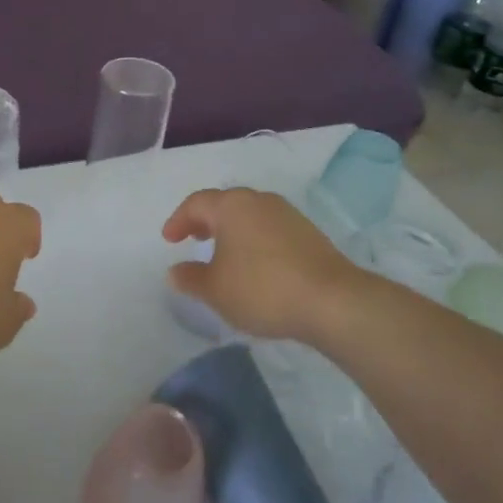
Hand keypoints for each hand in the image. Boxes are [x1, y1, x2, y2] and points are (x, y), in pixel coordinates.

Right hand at [161, 187, 365, 343]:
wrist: (332, 301)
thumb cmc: (262, 289)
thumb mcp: (215, 290)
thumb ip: (190, 278)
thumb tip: (175, 271)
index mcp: (232, 206)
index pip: (196, 203)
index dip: (178, 220)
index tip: (169, 240)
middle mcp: (259, 201)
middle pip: (225, 204)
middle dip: (206, 220)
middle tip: (194, 238)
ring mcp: (287, 214)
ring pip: (249, 215)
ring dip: (232, 230)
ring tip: (224, 254)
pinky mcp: (308, 233)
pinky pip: (269, 228)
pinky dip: (254, 240)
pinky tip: (255, 264)